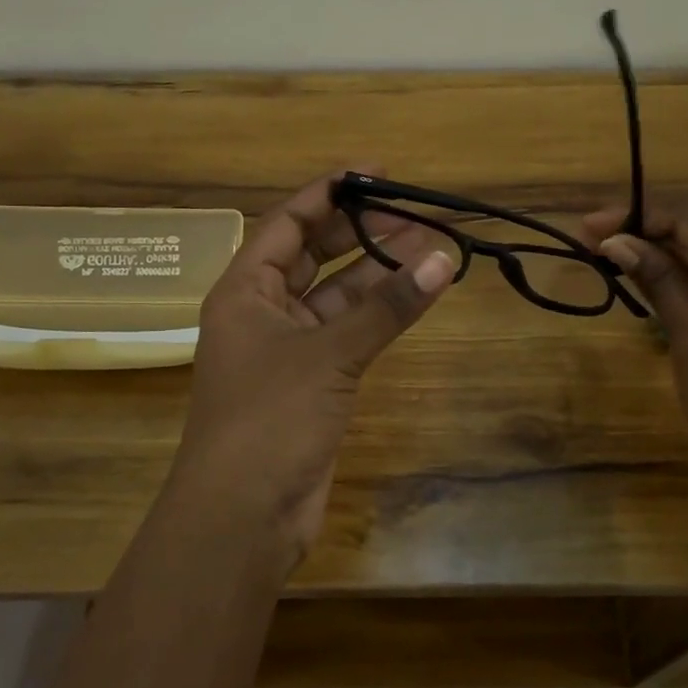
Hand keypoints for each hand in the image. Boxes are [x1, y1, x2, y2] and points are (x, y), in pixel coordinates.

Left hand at [173, 172, 455, 560]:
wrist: (243, 515)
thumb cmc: (269, 418)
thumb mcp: (328, 354)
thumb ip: (387, 307)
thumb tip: (444, 258)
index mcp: (244, 290)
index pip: (287, 223)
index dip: (328, 193)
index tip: (374, 172)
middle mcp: (262, 311)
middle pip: (314, 254)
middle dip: (361, 231)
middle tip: (412, 211)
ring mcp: (287, 348)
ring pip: (337, 295)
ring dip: (377, 274)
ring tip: (428, 247)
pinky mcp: (312, 381)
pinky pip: (348, 333)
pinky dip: (378, 315)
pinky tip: (413, 296)